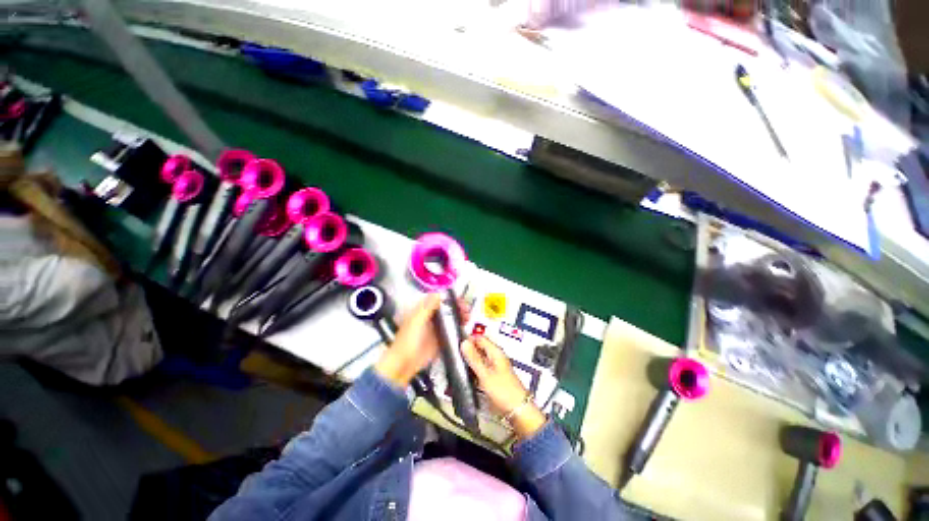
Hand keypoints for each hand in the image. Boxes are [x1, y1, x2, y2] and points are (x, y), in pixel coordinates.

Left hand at [373, 293, 468, 387]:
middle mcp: (430, 317)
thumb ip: (427, 307)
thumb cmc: (407, 340)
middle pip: (446, 308)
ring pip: (450, 318)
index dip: (448, 297)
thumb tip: (438, 293)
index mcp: (422, 310)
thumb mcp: (417, 321)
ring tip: (467, 317)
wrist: (404, 364)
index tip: (459, 298)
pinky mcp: (441, 340)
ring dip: (459, 316)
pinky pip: (452, 331)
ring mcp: (436, 329)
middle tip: (466, 309)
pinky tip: (465, 327)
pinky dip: (459, 327)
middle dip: (457, 306)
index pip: (437, 298)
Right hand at [461, 335, 546, 438]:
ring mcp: (495, 367)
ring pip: (480, 358)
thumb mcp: (485, 374)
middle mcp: (496, 357)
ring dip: (471, 361)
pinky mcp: (494, 377)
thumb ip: (474, 358)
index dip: (469, 339)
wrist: (518, 410)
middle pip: (480, 347)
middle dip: (469, 350)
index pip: (480, 338)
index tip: (457, 345)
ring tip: (460, 366)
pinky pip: (482, 368)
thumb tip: (464, 343)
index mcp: (496, 352)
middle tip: (457, 356)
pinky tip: (469, 376)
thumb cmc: (504, 391)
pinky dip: (475, 370)